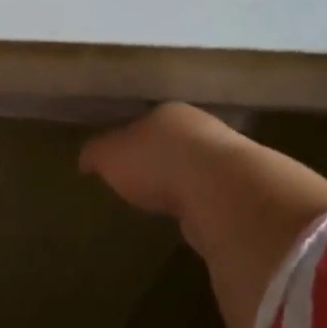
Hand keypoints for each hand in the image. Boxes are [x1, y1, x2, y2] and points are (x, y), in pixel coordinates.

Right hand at [79, 102, 250, 225]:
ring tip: (162, 201)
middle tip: (139, 180)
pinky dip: (197, 202)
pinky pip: (209, 193)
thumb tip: (86, 160)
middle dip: (156, 158)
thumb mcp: (109, 156)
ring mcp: (226, 158)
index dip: (128, 139)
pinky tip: (185, 215)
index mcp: (167, 112)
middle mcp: (200, 127)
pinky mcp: (240, 189)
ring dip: (181, 180)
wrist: (220, 190)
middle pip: (171, 141)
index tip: (117, 158)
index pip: (143, 121)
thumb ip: (95, 154)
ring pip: (194, 166)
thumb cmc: (156, 162)